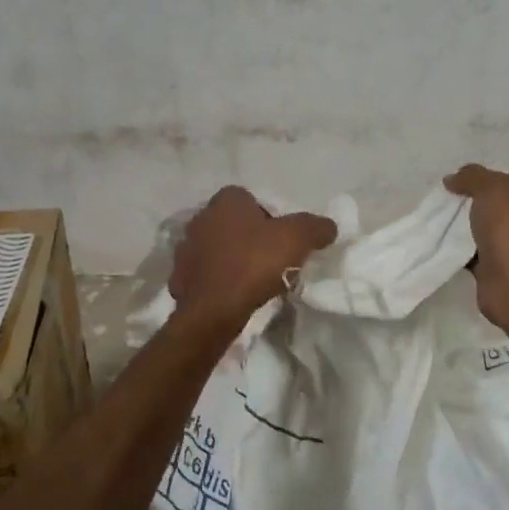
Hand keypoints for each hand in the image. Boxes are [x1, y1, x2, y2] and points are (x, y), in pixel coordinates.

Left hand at [169, 187, 337, 323]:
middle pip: (235, 224)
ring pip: (219, 248)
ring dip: (234, 259)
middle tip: (272, 259)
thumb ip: (315, 227)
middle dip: (252, 238)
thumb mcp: (297, 238)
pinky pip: (207, 273)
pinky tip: (235, 294)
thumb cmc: (255, 263)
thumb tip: (328, 226)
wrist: (214, 310)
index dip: (272, 218)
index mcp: (226, 200)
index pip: (253, 200)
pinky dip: (220, 280)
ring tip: (254, 280)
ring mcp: (186, 247)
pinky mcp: (180, 277)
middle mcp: (201, 217)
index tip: (284, 241)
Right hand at [444, 164, 508, 330]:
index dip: (483, 179)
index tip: (456, 182)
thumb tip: (451, 179)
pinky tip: (439, 243)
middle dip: (468, 203)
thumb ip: (471, 177)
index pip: (506, 181)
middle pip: (492, 206)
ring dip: (461, 227)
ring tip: (435, 220)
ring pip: (480, 230)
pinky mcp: (494, 268)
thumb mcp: (490, 187)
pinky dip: (457, 250)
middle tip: (442, 201)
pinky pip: (471, 253)